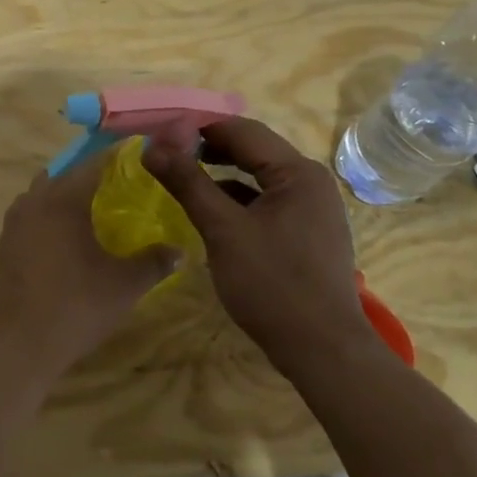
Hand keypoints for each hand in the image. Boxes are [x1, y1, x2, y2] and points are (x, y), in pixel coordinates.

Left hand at [0, 156, 177, 379]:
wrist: (12, 345)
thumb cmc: (73, 307)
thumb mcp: (123, 286)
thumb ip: (154, 263)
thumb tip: (180, 251)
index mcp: (63, 199)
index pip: (95, 162)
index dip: (119, 156)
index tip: (141, 154)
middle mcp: (35, 200)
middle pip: (66, 174)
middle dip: (92, 174)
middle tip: (121, 185)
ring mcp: (14, 222)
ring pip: (44, 194)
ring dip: (68, 195)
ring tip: (96, 211)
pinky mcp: (4, 245)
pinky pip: (32, 216)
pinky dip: (51, 216)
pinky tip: (68, 239)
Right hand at [143, 117, 372, 370]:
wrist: (323, 351)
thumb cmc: (272, 284)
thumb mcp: (223, 230)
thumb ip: (188, 183)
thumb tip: (152, 146)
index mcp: (297, 172)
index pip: (242, 130)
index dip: (199, 125)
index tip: (161, 129)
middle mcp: (310, 181)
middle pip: (253, 150)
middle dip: (209, 147)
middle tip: (167, 152)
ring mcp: (313, 209)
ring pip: (259, 177)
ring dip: (222, 173)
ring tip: (183, 176)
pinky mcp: (308, 233)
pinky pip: (268, 202)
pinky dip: (239, 199)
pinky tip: (213, 212)